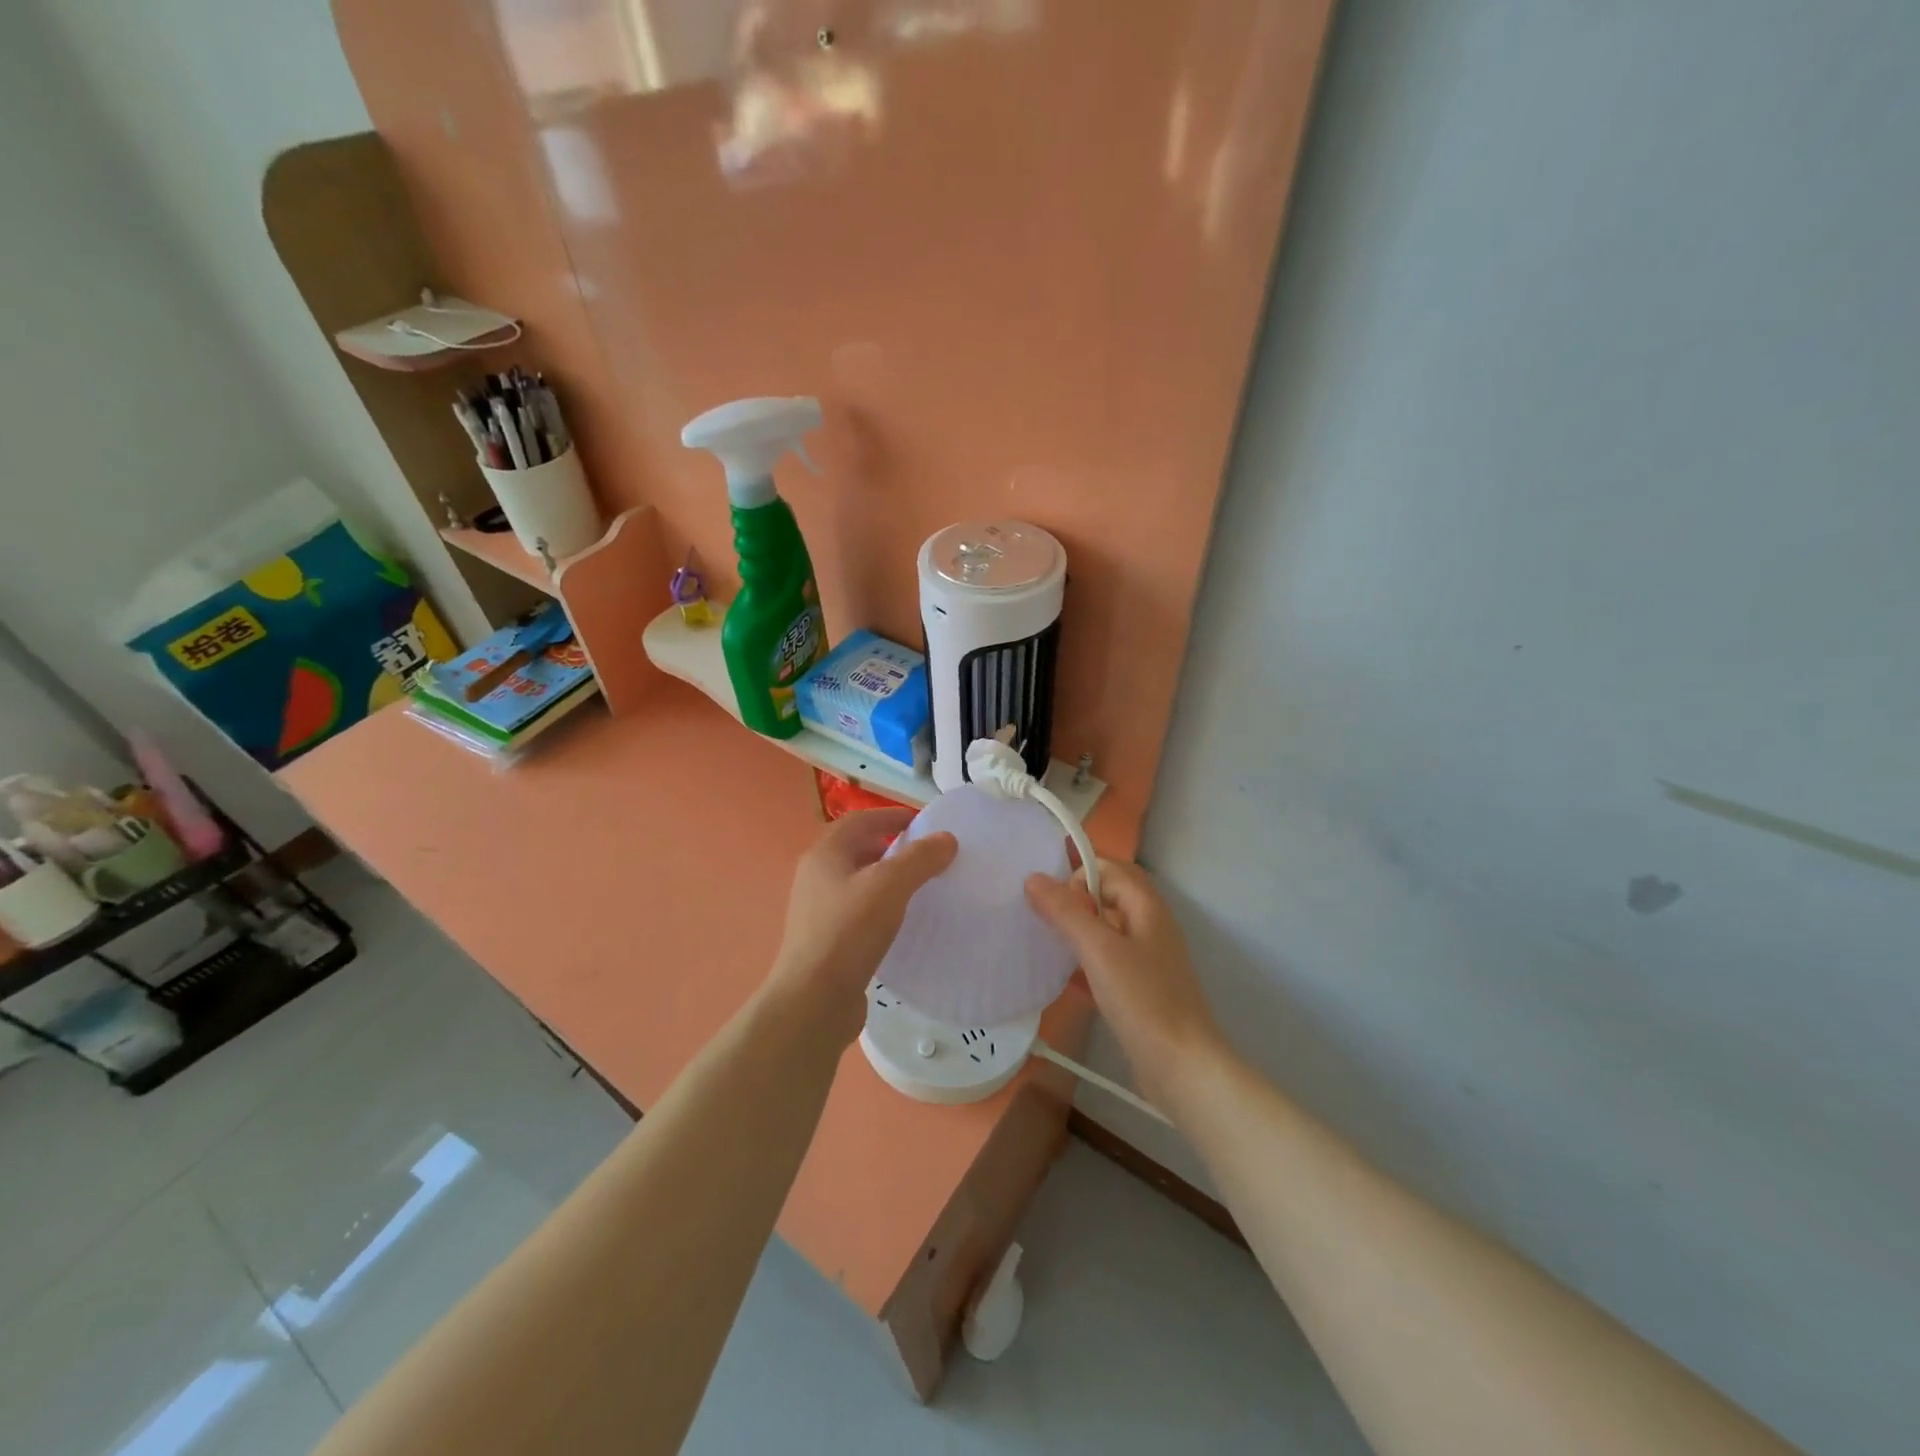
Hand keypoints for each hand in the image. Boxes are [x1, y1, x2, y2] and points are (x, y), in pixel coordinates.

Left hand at [766, 809, 957, 1044]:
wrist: (814, 1001)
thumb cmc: (848, 932)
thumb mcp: (890, 886)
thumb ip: (920, 858)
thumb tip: (946, 839)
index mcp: (825, 854)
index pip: (860, 820)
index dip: (891, 816)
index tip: (924, 823)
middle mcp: (816, 876)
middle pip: (858, 849)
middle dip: (892, 848)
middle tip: (927, 857)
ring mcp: (818, 911)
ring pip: (859, 883)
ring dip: (888, 880)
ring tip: (921, 889)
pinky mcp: (827, 941)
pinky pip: (859, 912)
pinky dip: (882, 909)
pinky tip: (903, 924)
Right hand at [1025, 859, 1223, 1104]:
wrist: (1182, 1068)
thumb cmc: (1143, 1000)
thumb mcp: (1099, 950)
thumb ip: (1066, 912)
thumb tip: (1033, 877)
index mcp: (1147, 907)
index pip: (1109, 868)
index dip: (1078, 874)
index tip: (1049, 900)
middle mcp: (1150, 926)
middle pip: (1108, 896)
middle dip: (1074, 900)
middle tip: (1041, 915)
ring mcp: (1147, 959)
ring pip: (1106, 930)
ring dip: (1077, 930)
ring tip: (1043, 942)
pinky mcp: (1140, 989)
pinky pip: (1107, 962)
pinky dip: (1084, 962)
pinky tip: (1061, 978)